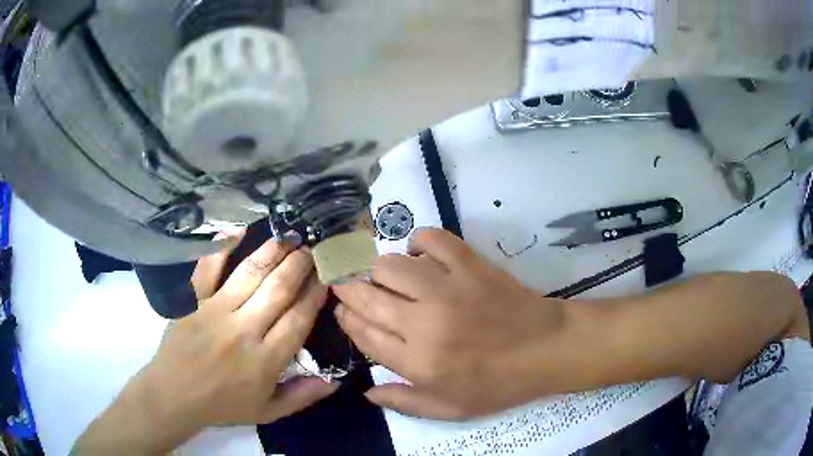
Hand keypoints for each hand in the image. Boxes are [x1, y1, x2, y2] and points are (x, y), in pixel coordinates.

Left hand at [150, 238, 337, 429]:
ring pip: (250, 273)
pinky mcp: (193, 300)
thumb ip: (302, 396)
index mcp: (265, 360)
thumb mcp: (268, 412)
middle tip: (314, 249)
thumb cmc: (222, 405)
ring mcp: (215, 310)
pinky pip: (208, 267)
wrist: (174, 395)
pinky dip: (223, 246)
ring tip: (290, 236)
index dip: (316, 294)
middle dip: (301, 265)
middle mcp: (243, 330)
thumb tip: (336, 381)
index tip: (328, 276)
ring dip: (273, 251)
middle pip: (278, 289)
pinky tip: (240, 229)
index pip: (298, 319)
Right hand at [333, 228, 563, 419]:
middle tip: (348, 285)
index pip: (365, 334)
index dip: (347, 320)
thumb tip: (367, 392)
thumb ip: (405, 403)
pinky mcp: (470, 266)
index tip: (341, 310)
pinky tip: (420, 254)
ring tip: (386, 276)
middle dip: (349, 289)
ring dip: (381, 269)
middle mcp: (423, 323)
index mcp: (417, 362)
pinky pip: (433, 240)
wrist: (546, 350)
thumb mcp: (450, 409)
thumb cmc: (499, 384)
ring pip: (391, 266)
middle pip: (369, 297)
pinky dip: (420, 242)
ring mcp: (448, 290)